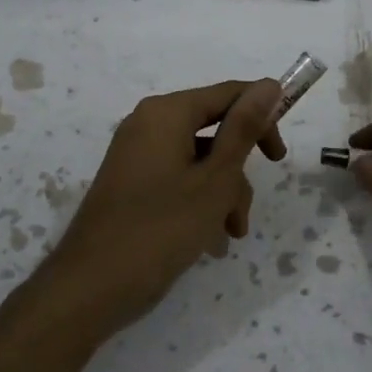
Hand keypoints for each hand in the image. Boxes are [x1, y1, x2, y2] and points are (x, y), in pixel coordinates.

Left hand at [33, 78, 285, 339]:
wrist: (91, 287)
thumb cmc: (161, 229)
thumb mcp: (215, 179)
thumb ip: (243, 129)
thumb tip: (269, 84)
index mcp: (167, 113)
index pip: (228, 94)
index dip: (263, 117)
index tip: (281, 155)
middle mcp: (148, 124)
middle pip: (214, 128)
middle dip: (239, 169)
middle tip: (251, 203)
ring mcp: (136, 154)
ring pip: (199, 159)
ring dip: (223, 193)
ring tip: (230, 234)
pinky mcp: (132, 183)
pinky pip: (178, 177)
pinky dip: (199, 200)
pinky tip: (210, 239)